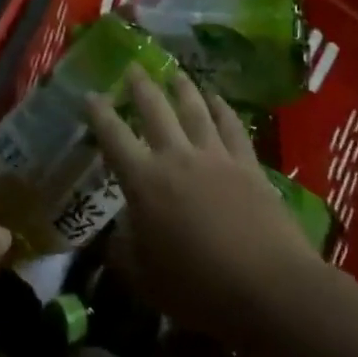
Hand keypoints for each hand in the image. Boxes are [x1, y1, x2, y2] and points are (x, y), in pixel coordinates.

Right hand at [85, 67, 320, 342]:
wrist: (267, 288)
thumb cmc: (198, 289)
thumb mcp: (146, 279)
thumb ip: (125, 251)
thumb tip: (117, 232)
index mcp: (144, 182)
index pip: (114, 138)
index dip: (99, 114)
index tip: (90, 94)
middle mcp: (176, 157)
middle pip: (155, 110)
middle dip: (141, 86)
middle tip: (133, 67)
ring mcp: (215, 157)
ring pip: (194, 110)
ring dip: (182, 88)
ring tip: (175, 73)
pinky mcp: (247, 165)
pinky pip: (231, 126)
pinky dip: (222, 108)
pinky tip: (218, 99)